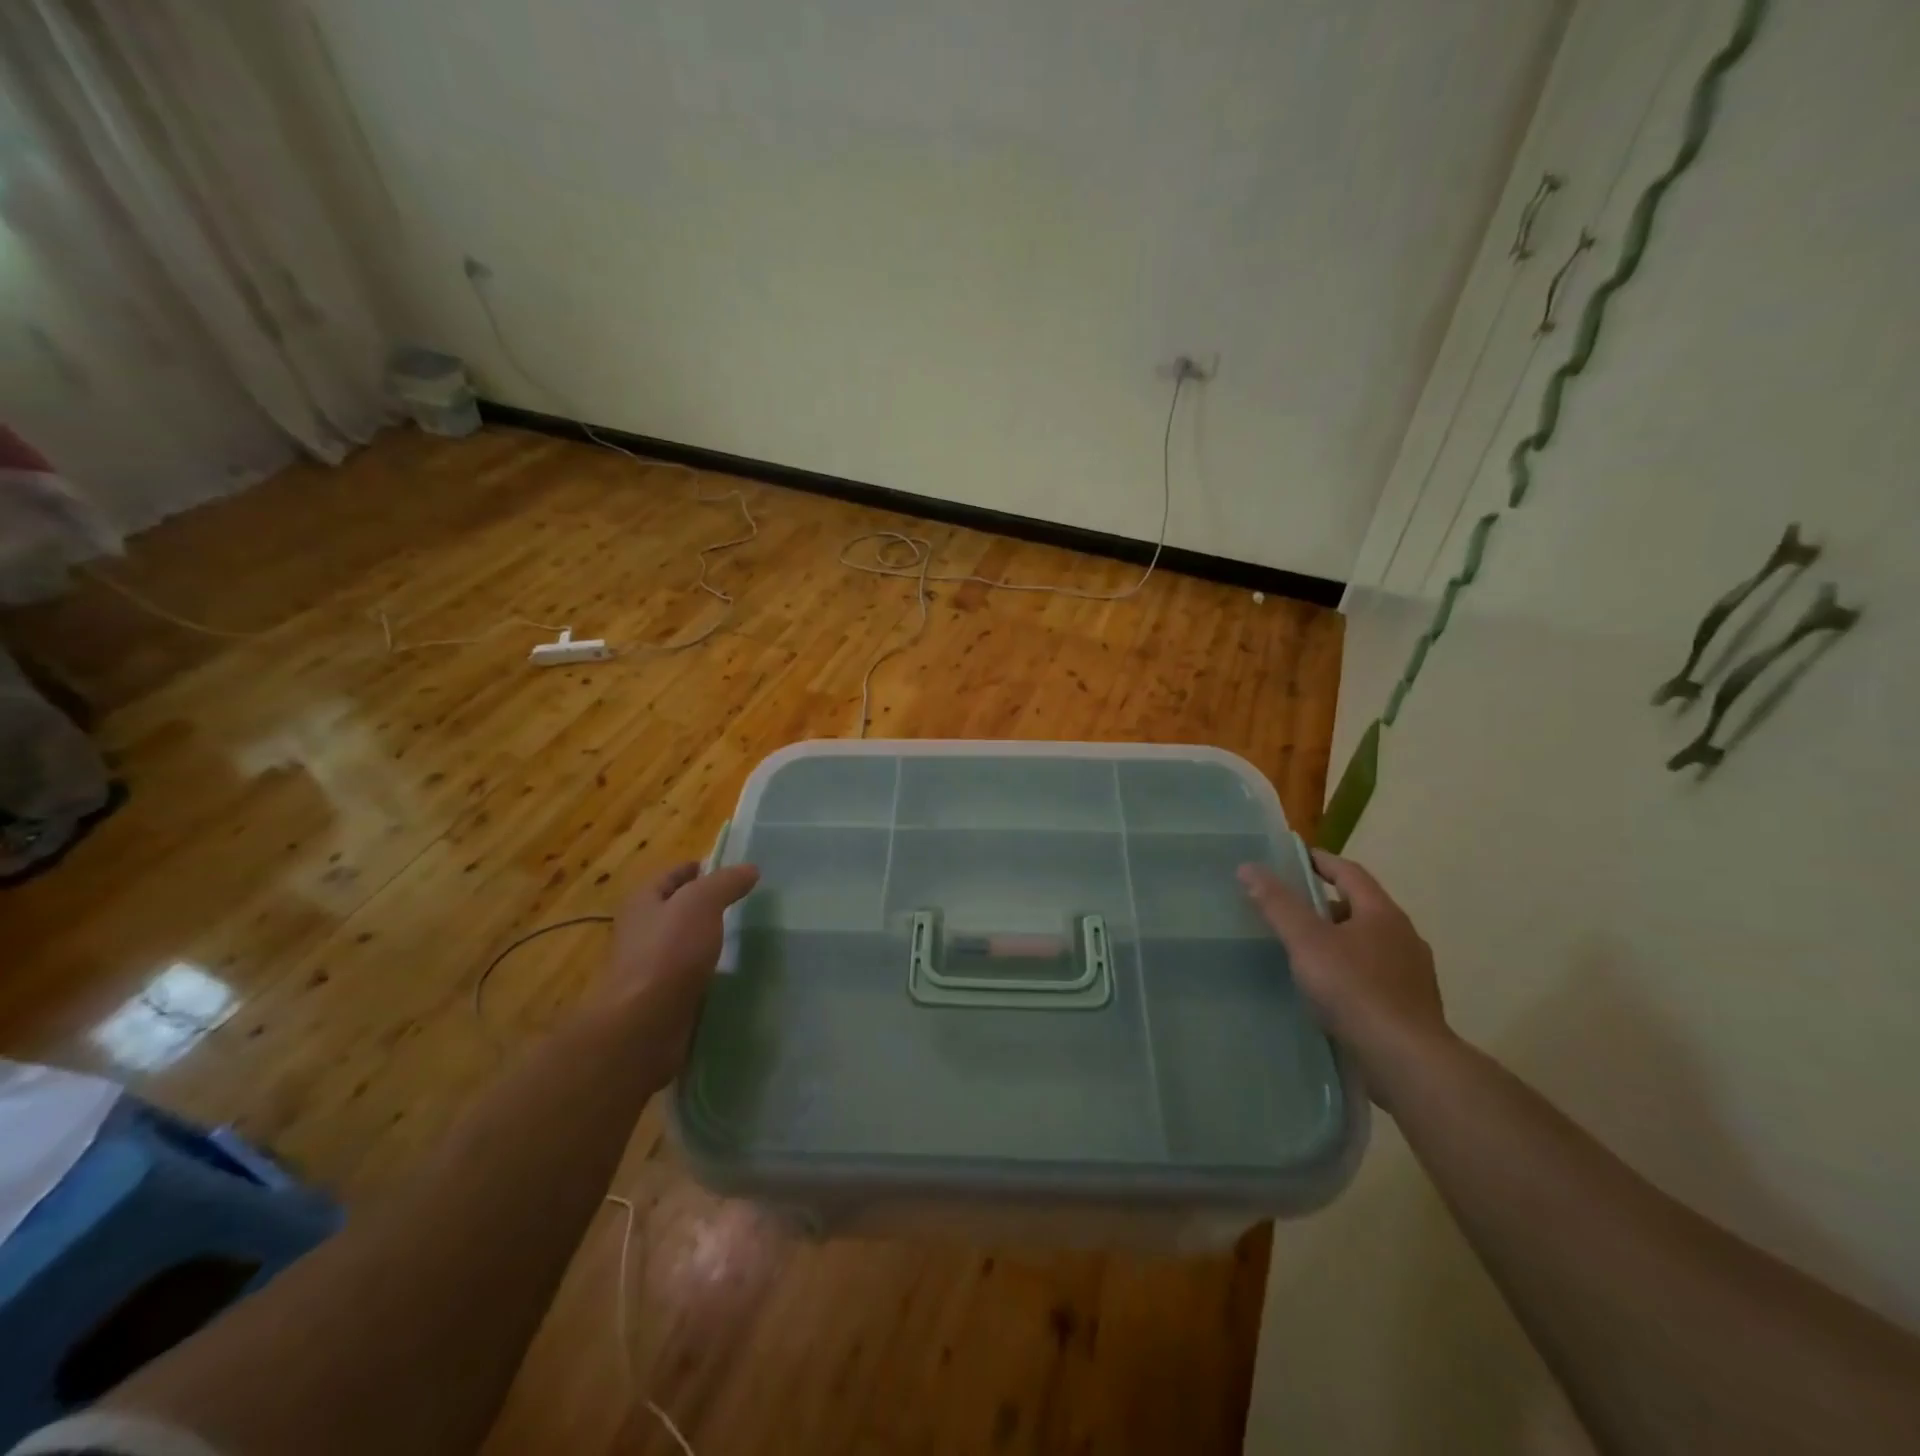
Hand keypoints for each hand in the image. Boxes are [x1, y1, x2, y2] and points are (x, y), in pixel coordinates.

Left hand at [599, 861, 758, 1069]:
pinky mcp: (663, 999)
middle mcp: (642, 932)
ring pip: (685, 944)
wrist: (644, 1025)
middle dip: (707, 905)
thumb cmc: (668, 952)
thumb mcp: (701, 902)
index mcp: (643, 902)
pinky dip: (710, 972)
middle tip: (746, 902)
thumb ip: (726, 882)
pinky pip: (691, 976)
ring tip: (745, 936)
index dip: (699, 868)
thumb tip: (749, 869)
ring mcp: (651, 968)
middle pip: (678, 910)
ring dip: (710, 940)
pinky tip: (733, 972)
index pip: (672, 875)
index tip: (731, 870)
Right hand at [1239, 849, 1450, 1104]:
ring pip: (1369, 944)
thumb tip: (1249, 867)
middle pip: (1361, 908)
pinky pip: (1374, 976)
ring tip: (1304, 952)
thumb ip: (1278, 904)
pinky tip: (1329, 990)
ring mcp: (1412, 974)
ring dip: (1339, 941)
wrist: (1407, 1062)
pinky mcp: (1410, 1007)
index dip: (1321, 861)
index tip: (1294, 858)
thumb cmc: (1354, 990)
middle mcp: (1404, 937)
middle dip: (1326, 904)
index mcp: (1383, 914)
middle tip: (1290, 909)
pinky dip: (1349, 972)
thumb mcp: (1306, 941)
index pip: (1350, 873)